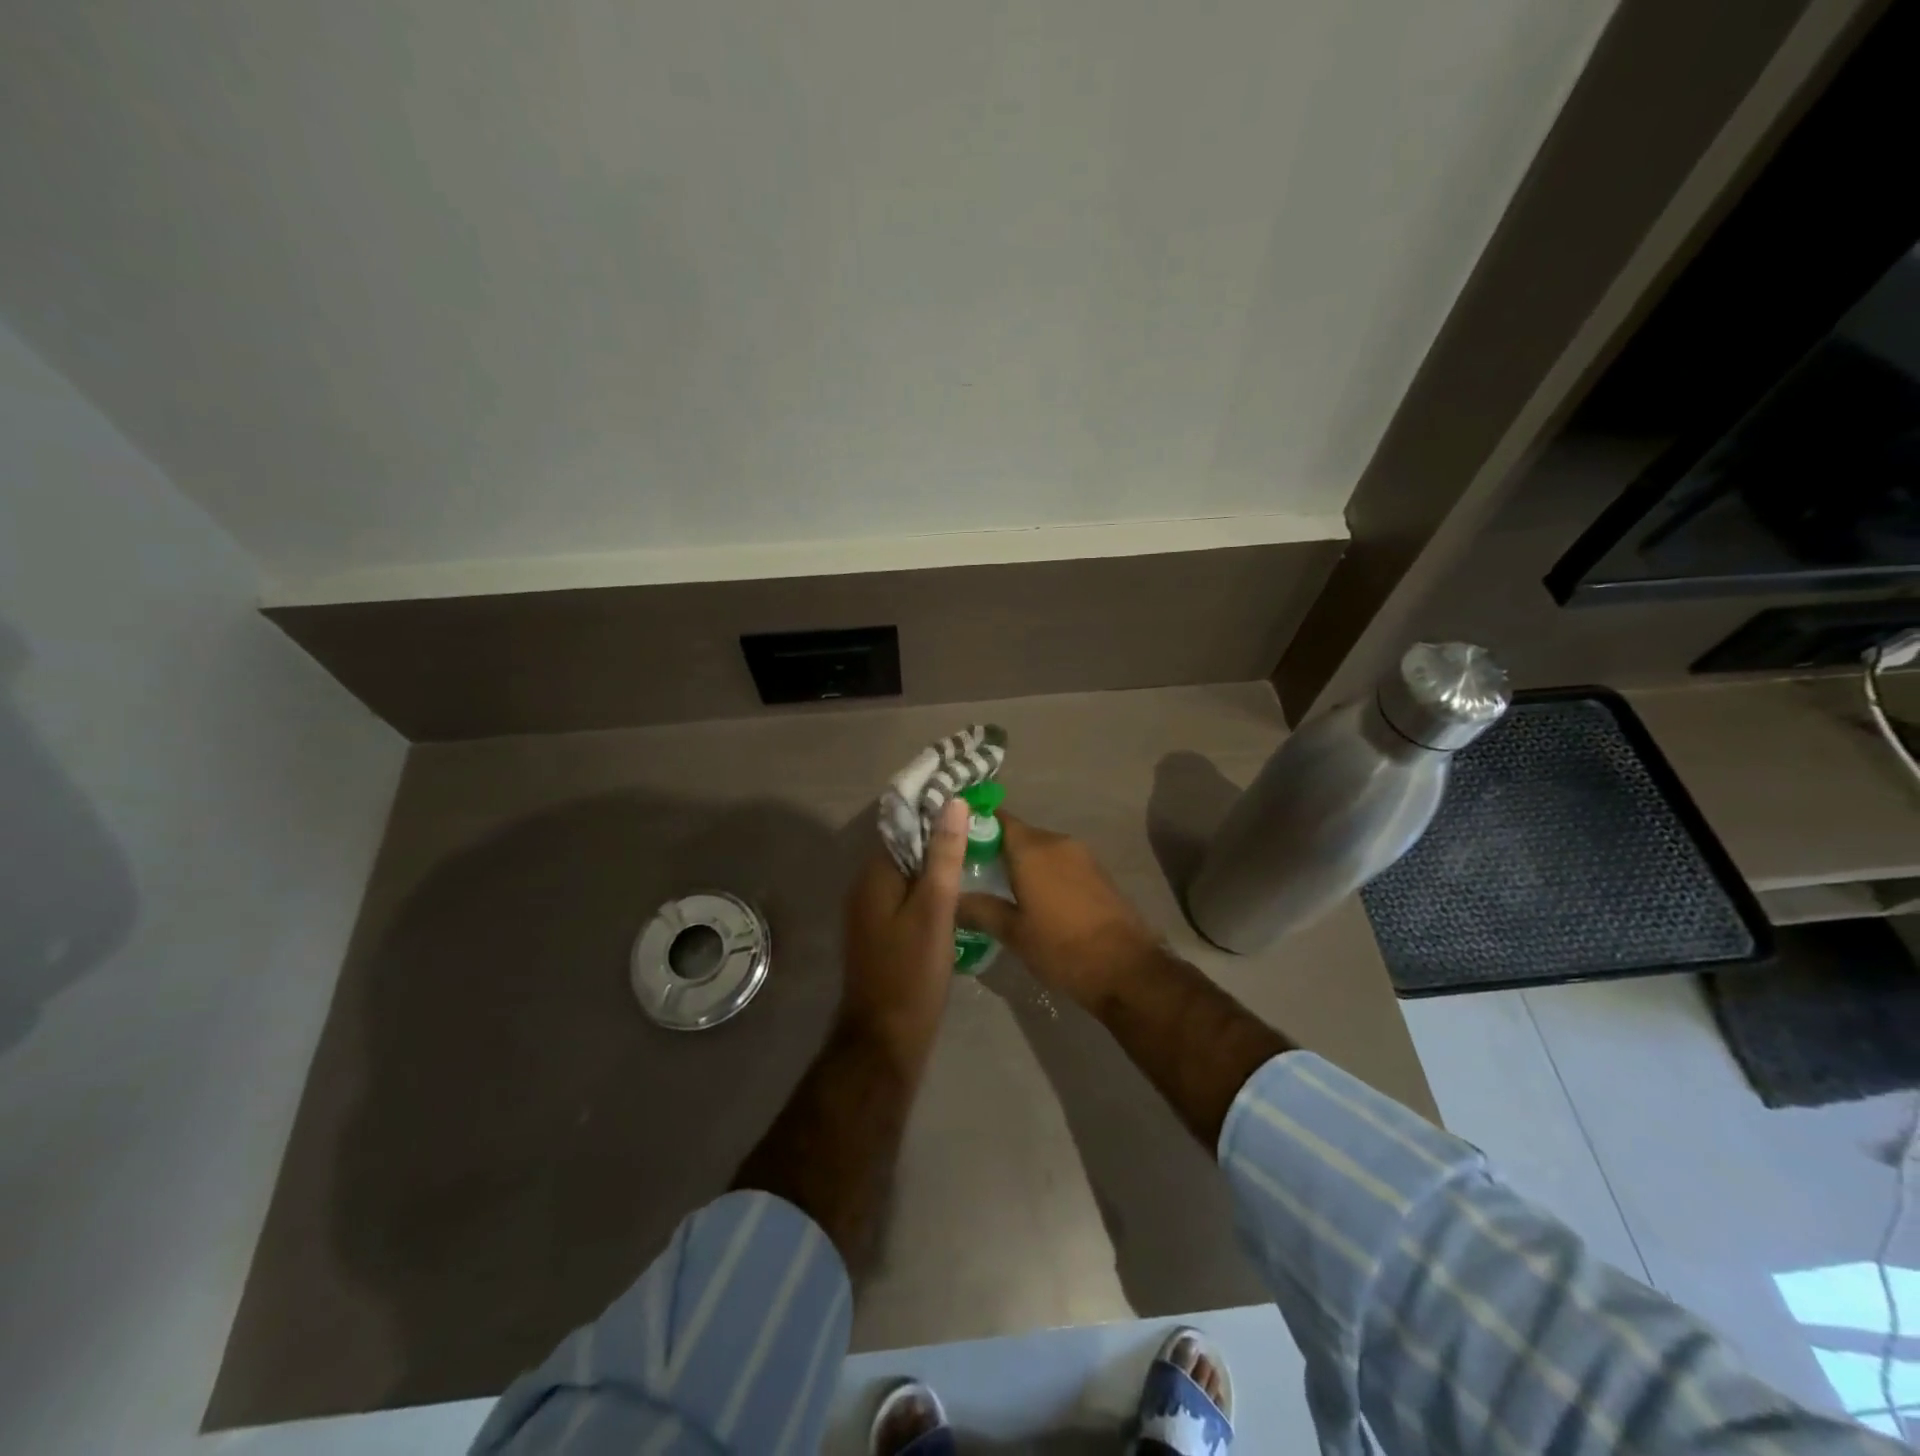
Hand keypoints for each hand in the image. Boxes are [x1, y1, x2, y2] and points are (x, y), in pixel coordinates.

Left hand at [840, 797, 967, 1056]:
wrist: (885, 1040)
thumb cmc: (912, 972)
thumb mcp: (934, 909)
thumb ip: (943, 856)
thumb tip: (953, 802)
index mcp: (874, 875)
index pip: (901, 824)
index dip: (932, 807)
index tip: (967, 798)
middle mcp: (866, 887)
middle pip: (904, 847)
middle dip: (937, 832)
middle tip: (980, 824)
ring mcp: (872, 913)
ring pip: (907, 873)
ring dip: (936, 860)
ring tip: (977, 851)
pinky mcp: (882, 933)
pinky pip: (907, 896)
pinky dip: (930, 887)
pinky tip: (958, 892)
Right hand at [957, 814, 1158, 1010]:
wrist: (1127, 969)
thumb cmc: (1062, 948)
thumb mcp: (1013, 933)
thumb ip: (980, 909)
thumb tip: (950, 898)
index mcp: (1032, 849)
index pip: (998, 818)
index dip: (975, 823)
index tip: (956, 838)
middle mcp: (1057, 842)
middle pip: (1019, 834)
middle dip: (995, 847)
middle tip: (971, 870)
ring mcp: (1082, 855)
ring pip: (1041, 849)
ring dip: (1021, 861)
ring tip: (999, 887)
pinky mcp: (1098, 872)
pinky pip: (1060, 861)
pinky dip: (1043, 871)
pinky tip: (1033, 897)